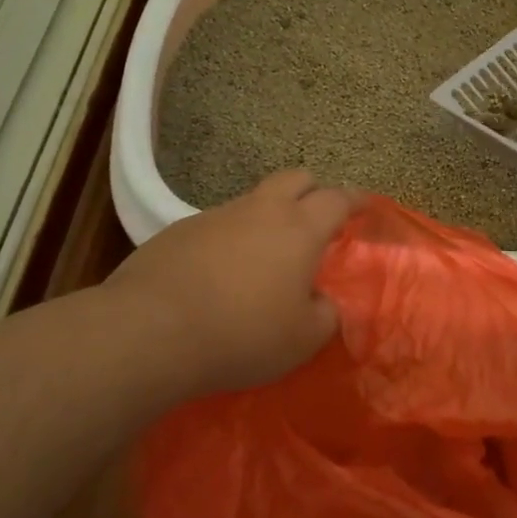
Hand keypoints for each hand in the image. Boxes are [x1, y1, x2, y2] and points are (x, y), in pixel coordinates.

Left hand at [102, 170, 356, 393]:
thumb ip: (325, 315)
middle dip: (313, 190)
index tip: (365, 205)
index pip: (337, 199)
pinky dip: (230, 239)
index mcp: (299, 229)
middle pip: (295, 178)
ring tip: (265, 256)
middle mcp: (260, 210)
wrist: (151, 330)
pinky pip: (217, 225)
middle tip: (317, 218)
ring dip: (268, 216)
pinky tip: (219, 275)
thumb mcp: (302, 339)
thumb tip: (322, 302)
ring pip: (253, 201)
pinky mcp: (179, 230)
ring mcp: (216, 216)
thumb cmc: (242, 334)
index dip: (355, 199)